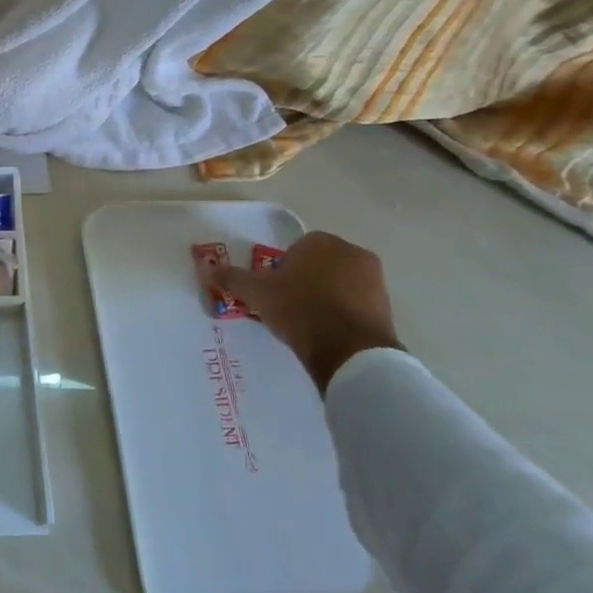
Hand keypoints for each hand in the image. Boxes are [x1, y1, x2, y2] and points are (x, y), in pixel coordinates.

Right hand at [210, 232, 402, 393]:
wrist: (350, 351)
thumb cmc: (299, 309)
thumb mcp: (257, 293)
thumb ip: (232, 277)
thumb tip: (205, 267)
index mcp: (321, 241)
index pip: (295, 249)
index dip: (282, 269)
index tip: (275, 291)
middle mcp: (352, 252)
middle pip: (319, 264)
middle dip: (305, 280)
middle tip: (288, 306)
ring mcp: (375, 279)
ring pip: (339, 283)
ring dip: (325, 296)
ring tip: (308, 322)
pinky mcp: (387, 306)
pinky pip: (356, 303)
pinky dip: (343, 313)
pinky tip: (328, 332)